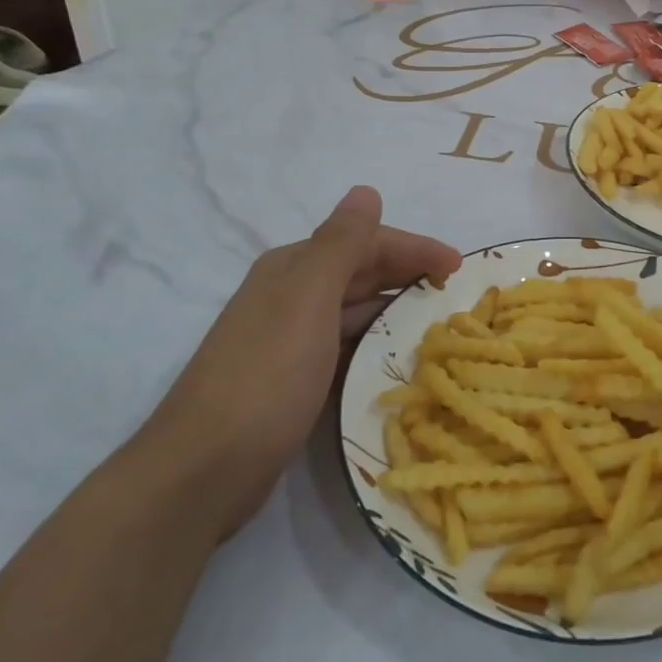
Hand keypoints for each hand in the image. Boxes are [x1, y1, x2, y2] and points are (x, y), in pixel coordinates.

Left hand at [137, 187, 459, 535]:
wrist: (203, 470)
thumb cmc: (266, 375)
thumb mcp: (308, 298)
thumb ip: (341, 244)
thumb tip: (366, 191)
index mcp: (293, 268)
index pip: (364, 242)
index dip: (413, 248)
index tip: (457, 266)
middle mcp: (290, 296)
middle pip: (361, 273)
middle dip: (408, 276)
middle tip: (455, 294)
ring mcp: (290, 340)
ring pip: (356, 311)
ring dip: (396, 311)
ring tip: (437, 325)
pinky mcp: (294, 380)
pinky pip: (347, 348)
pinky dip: (376, 345)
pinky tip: (398, 359)